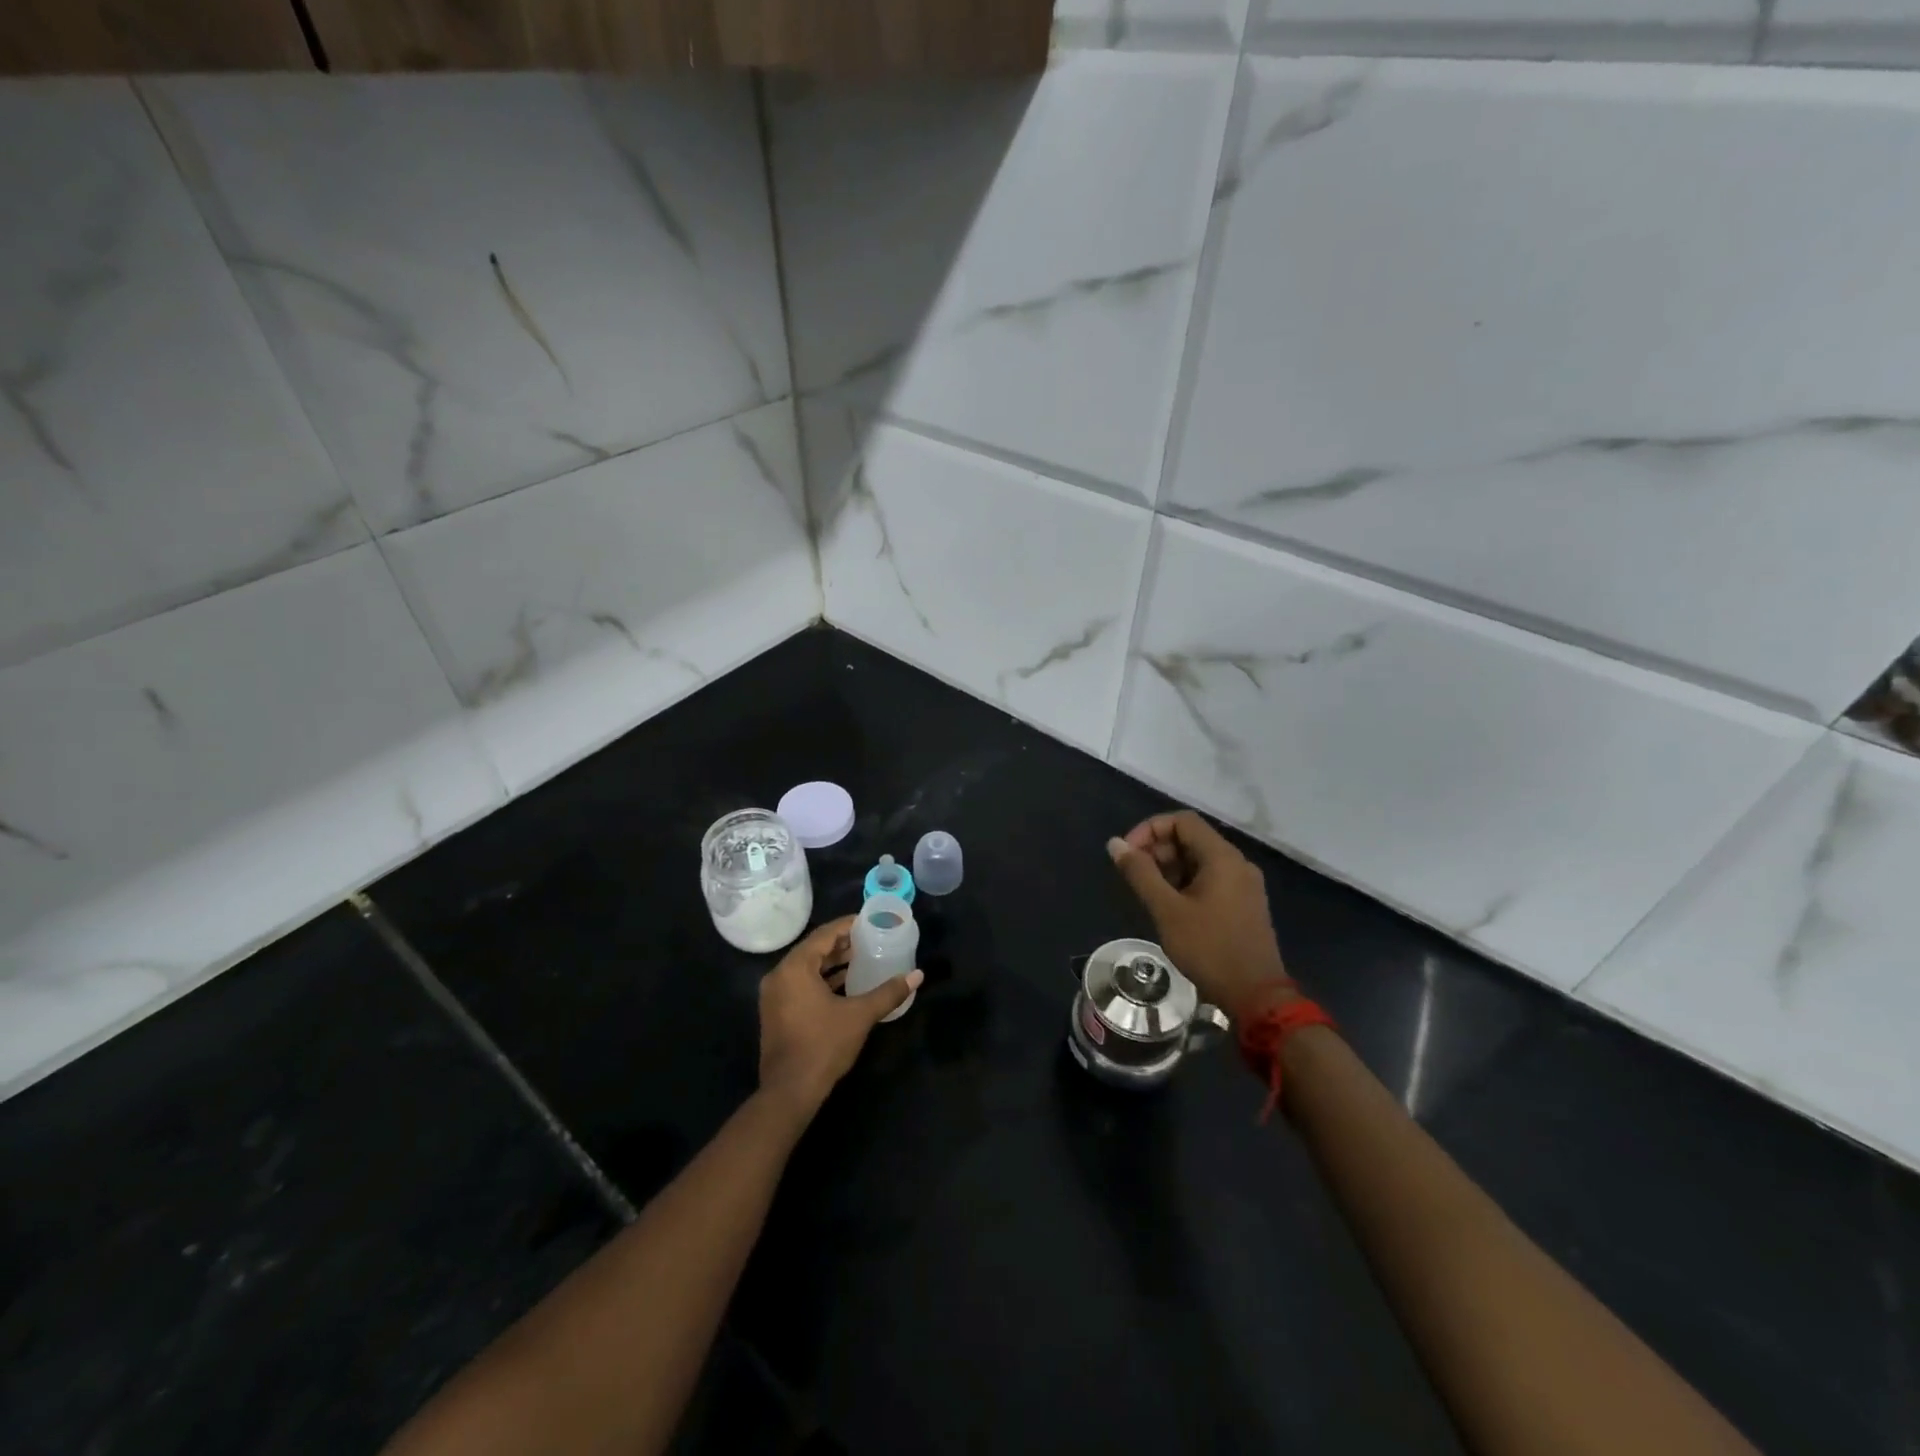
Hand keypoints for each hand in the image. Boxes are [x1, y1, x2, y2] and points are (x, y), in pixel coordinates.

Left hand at [757, 916, 922, 1117]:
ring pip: (807, 968)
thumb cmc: (823, 1046)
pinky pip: (801, 984)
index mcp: (794, 968)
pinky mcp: (777, 1012)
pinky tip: (846, 984)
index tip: (870, 922)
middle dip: (842, 944)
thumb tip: (917, 976)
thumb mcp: (860, 1015)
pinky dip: (822, 979)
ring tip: (862, 958)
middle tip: (870, 939)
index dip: (848, 926)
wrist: (789, 1092)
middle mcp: (779, 975)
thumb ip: (888, 993)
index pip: (824, 935)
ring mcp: (775, 995)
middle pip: (814, 949)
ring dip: (833, 962)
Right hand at [1108, 810, 1293, 1021]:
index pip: (1182, 821)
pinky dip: (1186, 883)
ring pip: (1200, 860)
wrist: (1256, 996)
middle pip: (1191, 839)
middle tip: (1135, 876)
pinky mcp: (1243, 904)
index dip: (1149, 829)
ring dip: (1169, 868)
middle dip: (1158, 850)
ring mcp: (1243, 884)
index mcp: (1222, 857)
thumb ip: (1140, 873)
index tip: (1128, 854)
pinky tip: (1170, 907)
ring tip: (1149, 894)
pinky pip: (1210, 879)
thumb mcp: (1167, 910)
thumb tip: (1115, 843)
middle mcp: (1237, 863)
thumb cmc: (1209, 949)